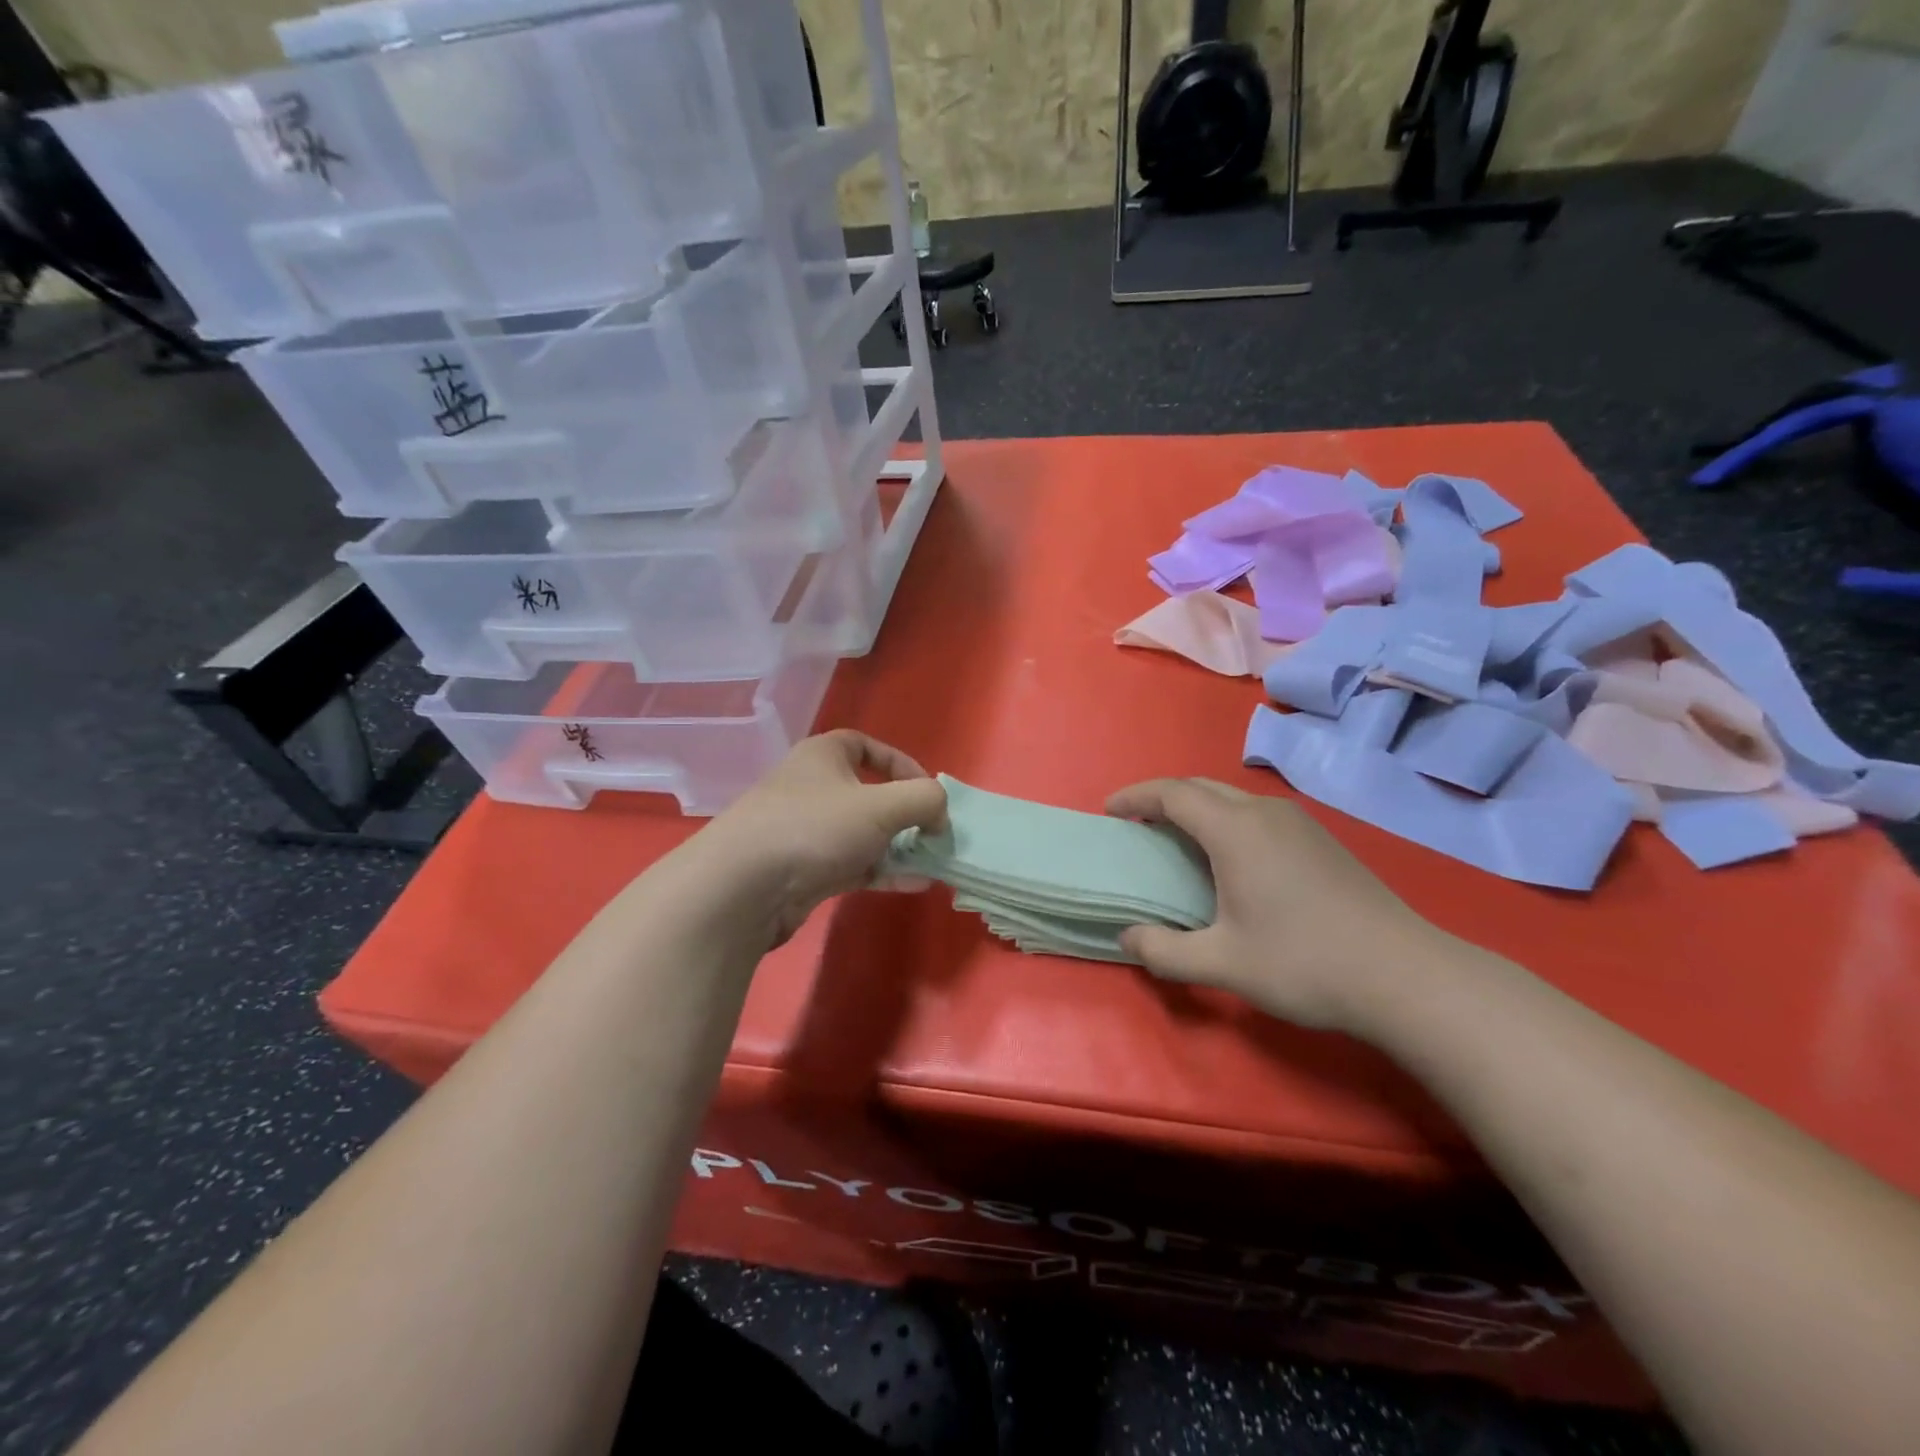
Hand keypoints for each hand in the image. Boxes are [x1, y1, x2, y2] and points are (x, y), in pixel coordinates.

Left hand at [695, 731, 946, 945]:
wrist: (743, 888)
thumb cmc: (815, 827)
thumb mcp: (882, 805)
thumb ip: (924, 799)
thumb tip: (939, 812)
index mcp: (823, 756)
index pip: (866, 746)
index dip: (901, 764)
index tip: (927, 791)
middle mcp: (812, 788)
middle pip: (867, 794)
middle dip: (904, 814)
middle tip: (931, 833)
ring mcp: (806, 832)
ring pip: (862, 834)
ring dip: (898, 847)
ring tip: (931, 863)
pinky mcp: (804, 871)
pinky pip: (852, 865)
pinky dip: (882, 872)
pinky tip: (912, 885)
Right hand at [1107, 778, 1446, 1030]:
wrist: (1406, 976)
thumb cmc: (1304, 963)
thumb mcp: (1223, 964)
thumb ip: (1164, 951)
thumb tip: (1128, 937)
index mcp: (1236, 830)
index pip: (1172, 793)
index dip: (1136, 797)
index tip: (1109, 811)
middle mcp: (1265, 813)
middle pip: (1201, 787)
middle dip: (1162, 798)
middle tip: (1137, 825)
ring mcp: (1299, 823)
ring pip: (1232, 798)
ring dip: (1196, 808)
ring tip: (1177, 840)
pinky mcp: (1321, 840)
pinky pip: (1257, 814)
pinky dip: (1225, 821)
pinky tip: (1230, 859)